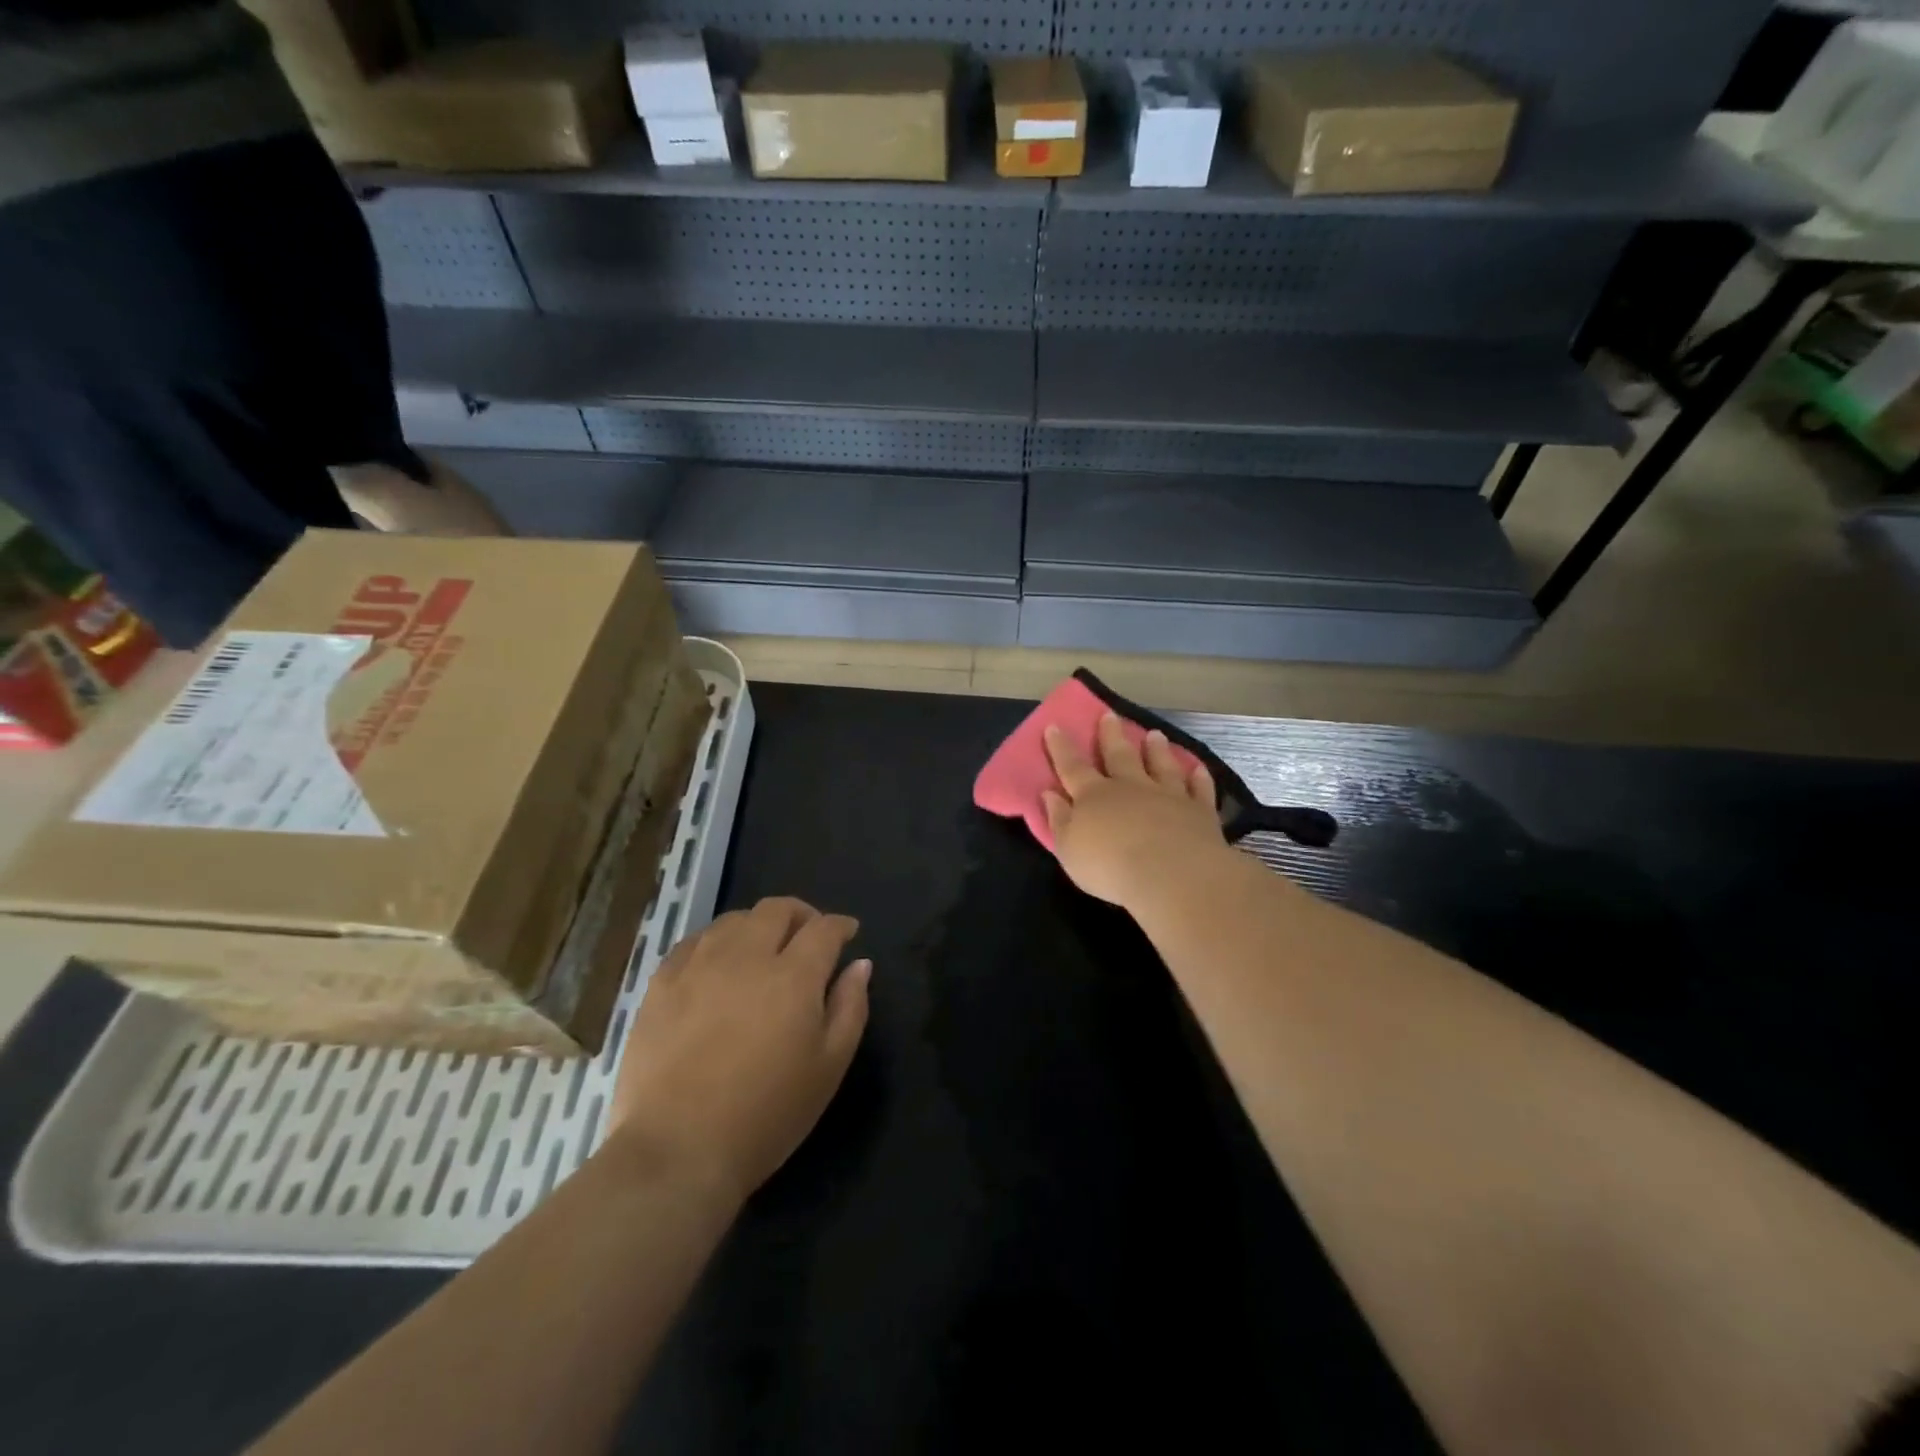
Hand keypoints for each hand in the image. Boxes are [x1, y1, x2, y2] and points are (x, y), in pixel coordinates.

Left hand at [607, 898, 870, 1205]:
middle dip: (801, 914)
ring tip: (762, 949)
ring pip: (734, 920)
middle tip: (808, 935)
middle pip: (777, 910)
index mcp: (793, 975)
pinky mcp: (661, 984)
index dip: (840, 925)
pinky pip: (693, 942)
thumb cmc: (766, 1115)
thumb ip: (850, 1008)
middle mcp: (747, 956)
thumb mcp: (829, 1068)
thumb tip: (859, 964)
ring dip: (757, 926)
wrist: (677, 1151)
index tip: (848, 933)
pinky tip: (716, 965)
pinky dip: (715, 942)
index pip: (824, 928)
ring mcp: (699, 966)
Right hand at [1043, 713, 1227, 907]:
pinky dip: (1198, 778)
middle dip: (1111, 735)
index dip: (1061, 747)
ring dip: (1156, 750)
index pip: (1072, 767)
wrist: (1171, 874)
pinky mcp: (1199, 811)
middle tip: (1109, 714)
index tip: (1055, 725)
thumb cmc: (1110, 867)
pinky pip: (1199, 789)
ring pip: (1161, 765)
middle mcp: (1130, 787)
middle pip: (1119, 755)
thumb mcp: (1069, 850)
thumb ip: (1059, 820)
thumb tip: (1049, 794)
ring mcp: (1168, 795)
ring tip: (1155, 734)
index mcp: (1094, 796)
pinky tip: (1198, 768)